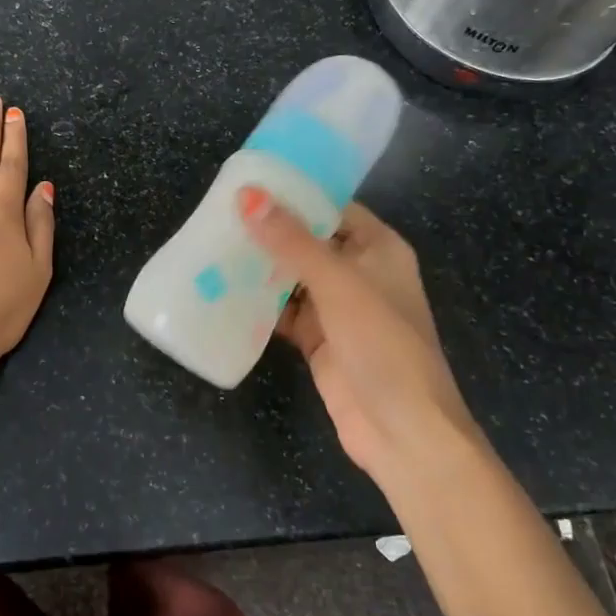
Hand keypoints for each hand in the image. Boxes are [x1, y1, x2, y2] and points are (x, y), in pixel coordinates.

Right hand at [240, 189, 476, 481]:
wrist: (403, 432)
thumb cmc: (382, 345)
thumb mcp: (338, 284)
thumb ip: (291, 241)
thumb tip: (248, 196)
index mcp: (377, 249)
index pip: (332, 208)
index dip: (295, 194)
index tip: (249, 183)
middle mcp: (359, 273)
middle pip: (308, 241)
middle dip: (269, 231)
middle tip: (218, 214)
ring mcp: (338, 309)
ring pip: (292, 277)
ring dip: (260, 267)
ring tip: (212, 246)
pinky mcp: (319, 340)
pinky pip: (284, 312)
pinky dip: (259, 304)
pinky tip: (223, 291)